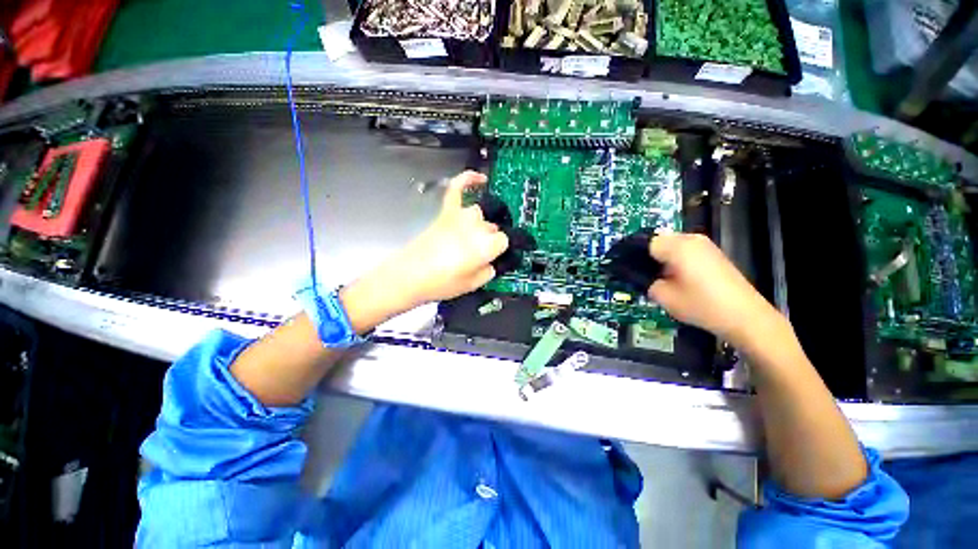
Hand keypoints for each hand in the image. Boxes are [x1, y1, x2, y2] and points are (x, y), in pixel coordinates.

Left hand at [393, 171, 508, 305]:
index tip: (492, 257)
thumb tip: (491, 263)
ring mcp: (460, 215)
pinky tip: (479, 178)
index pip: (504, 240)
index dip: (498, 250)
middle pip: (492, 227)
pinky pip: (458, 188)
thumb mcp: (473, 284)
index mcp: (486, 244)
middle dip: (487, 240)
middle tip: (475, 255)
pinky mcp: (445, 211)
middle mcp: (477, 226)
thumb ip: (489, 271)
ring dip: (477, 224)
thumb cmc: (442, 283)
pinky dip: (468, 179)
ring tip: (468, 238)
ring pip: (479, 214)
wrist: (409, 275)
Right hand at [647, 232, 779, 345]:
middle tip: (643, 275)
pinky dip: (676, 259)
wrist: (745, 317)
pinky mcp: (713, 253)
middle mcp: (691, 239)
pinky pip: (685, 250)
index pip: (645, 243)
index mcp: (677, 247)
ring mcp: (705, 245)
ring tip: (659, 278)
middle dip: (648, 256)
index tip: (627, 269)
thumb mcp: (664, 297)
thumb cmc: (701, 305)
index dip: (634, 256)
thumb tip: (640, 276)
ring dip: (662, 258)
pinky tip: (677, 277)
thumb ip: (646, 282)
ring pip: (672, 244)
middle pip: (659, 241)